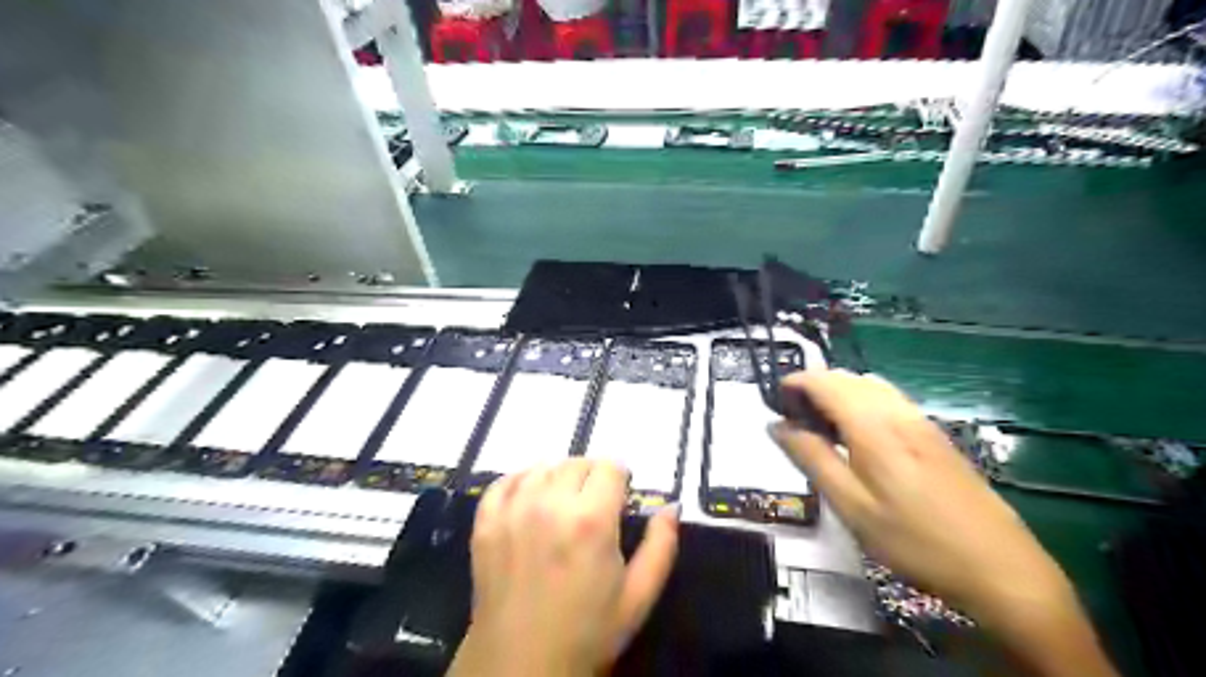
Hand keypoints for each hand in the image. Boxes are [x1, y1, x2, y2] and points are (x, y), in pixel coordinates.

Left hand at [449, 457, 675, 673]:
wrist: (521, 666)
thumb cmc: (588, 633)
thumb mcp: (639, 596)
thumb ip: (661, 546)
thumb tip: (671, 507)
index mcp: (591, 520)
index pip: (609, 467)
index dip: (620, 478)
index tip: (620, 497)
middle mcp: (550, 504)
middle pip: (577, 463)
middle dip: (592, 477)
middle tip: (594, 504)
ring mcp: (513, 511)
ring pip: (542, 467)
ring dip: (558, 477)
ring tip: (563, 502)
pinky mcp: (485, 523)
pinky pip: (503, 482)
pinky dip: (520, 481)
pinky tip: (530, 497)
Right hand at [766, 370, 1116, 676]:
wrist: (1001, 568)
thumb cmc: (914, 540)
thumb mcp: (851, 506)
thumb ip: (812, 459)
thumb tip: (777, 426)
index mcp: (873, 426)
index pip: (824, 382)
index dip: (794, 383)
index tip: (773, 402)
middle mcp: (897, 412)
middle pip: (847, 378)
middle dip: (813, 387)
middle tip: (793, 420)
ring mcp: (921, 422)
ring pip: (870, 386)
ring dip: (839, 393)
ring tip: (821, 427)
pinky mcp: (936, 436)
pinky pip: (889, 401)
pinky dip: (862, 403)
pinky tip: (859, 436)